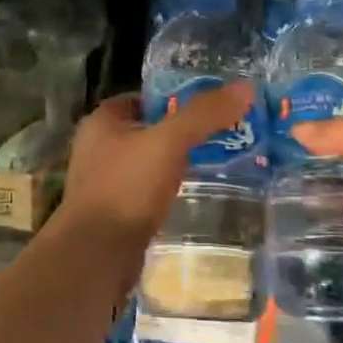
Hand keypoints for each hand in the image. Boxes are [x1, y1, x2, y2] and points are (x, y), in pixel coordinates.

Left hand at [59, 83, 255, 245]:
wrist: (97, 256)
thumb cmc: (127, 188)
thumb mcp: (169, 142)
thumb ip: (203, 114)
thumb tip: (245, 86)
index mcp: (102, 122)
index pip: (143, 98)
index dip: (175, 98)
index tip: (211, 107)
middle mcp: (97, 148)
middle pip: (147, 130)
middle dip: (180, 133)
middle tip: (221, 135)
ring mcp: (102, 183)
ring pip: (147, 163)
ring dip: (174, 164)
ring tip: (214, 164)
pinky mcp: (112, 213)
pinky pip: (145, 192)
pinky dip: (166, 191)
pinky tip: (190, 196)